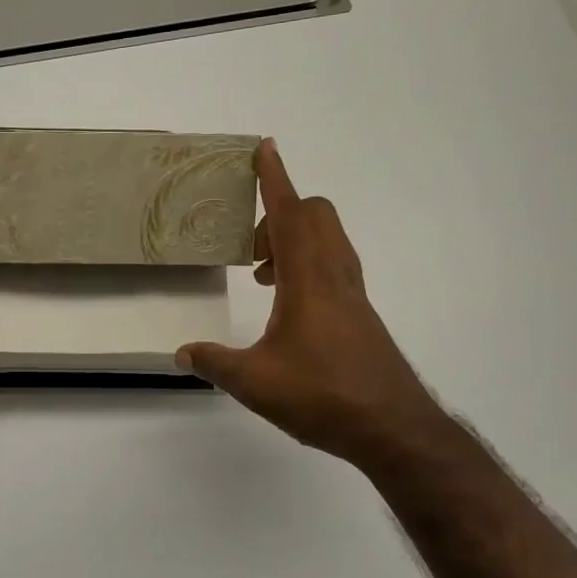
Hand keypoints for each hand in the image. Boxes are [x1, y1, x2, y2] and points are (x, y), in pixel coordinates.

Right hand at [177, 140, 444, 467]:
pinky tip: (288, 307)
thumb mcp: (254, 382)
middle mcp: (335, 275)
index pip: (288, 214)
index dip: (273, 179)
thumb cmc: (323, 396)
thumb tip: (182, 353)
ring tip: (263, 278)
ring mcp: (353, 294)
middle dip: (278, 213)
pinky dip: (307, 264)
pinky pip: (333, 265)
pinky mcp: (361, 313)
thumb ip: (214, 363)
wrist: (393, 429)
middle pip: (315, 215)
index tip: (265, 148)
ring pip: (327, 239)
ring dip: (293, 240)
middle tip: (250, 250)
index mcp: (309, 279)